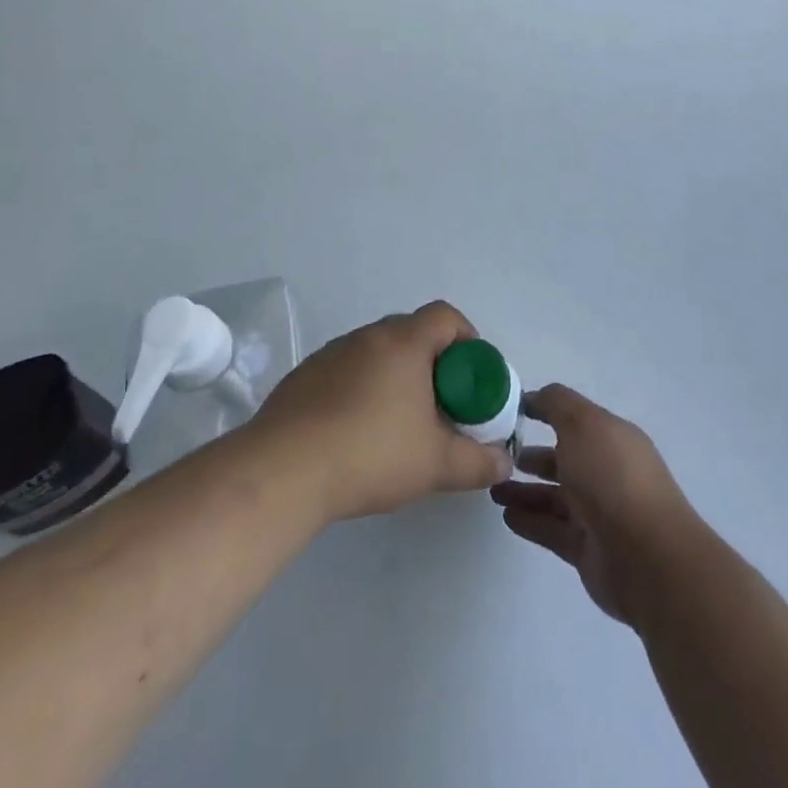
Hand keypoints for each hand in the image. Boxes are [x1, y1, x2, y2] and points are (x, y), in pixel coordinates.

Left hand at [253, 302, 512, 524]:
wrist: (284, 470)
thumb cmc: (371, 454)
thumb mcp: (437, 464)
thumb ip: (478, 461)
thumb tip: (504, 460)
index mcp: (403, 342)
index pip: (446, 316)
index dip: (468, 339)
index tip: (472, 377)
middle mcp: (367, 336)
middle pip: (411, 333)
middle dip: (433, 364)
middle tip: (441, 404)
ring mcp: (330, 354)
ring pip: (376, 353)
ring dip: (395, 377)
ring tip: (399, 424)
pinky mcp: (303, 377)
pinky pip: (345, 372)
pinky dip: (361, 391)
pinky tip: (356, 434)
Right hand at [490, 385, 700, 628]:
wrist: (647, 558)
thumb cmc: (613, 478)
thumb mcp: (583, 424)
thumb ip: (556, 404)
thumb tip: (534, 397)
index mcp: (611, 438)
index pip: (574, 419)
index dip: (543, 412)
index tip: (508, 413)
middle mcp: (606, 472)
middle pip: (563, 460)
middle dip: (531, 456)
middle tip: (496, 456)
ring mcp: (598, 513)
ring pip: (554, 496)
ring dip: (524, 491)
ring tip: (493, 488)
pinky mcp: (587, 549)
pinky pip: (552, 529)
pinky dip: (530, 521)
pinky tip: (506, 515)